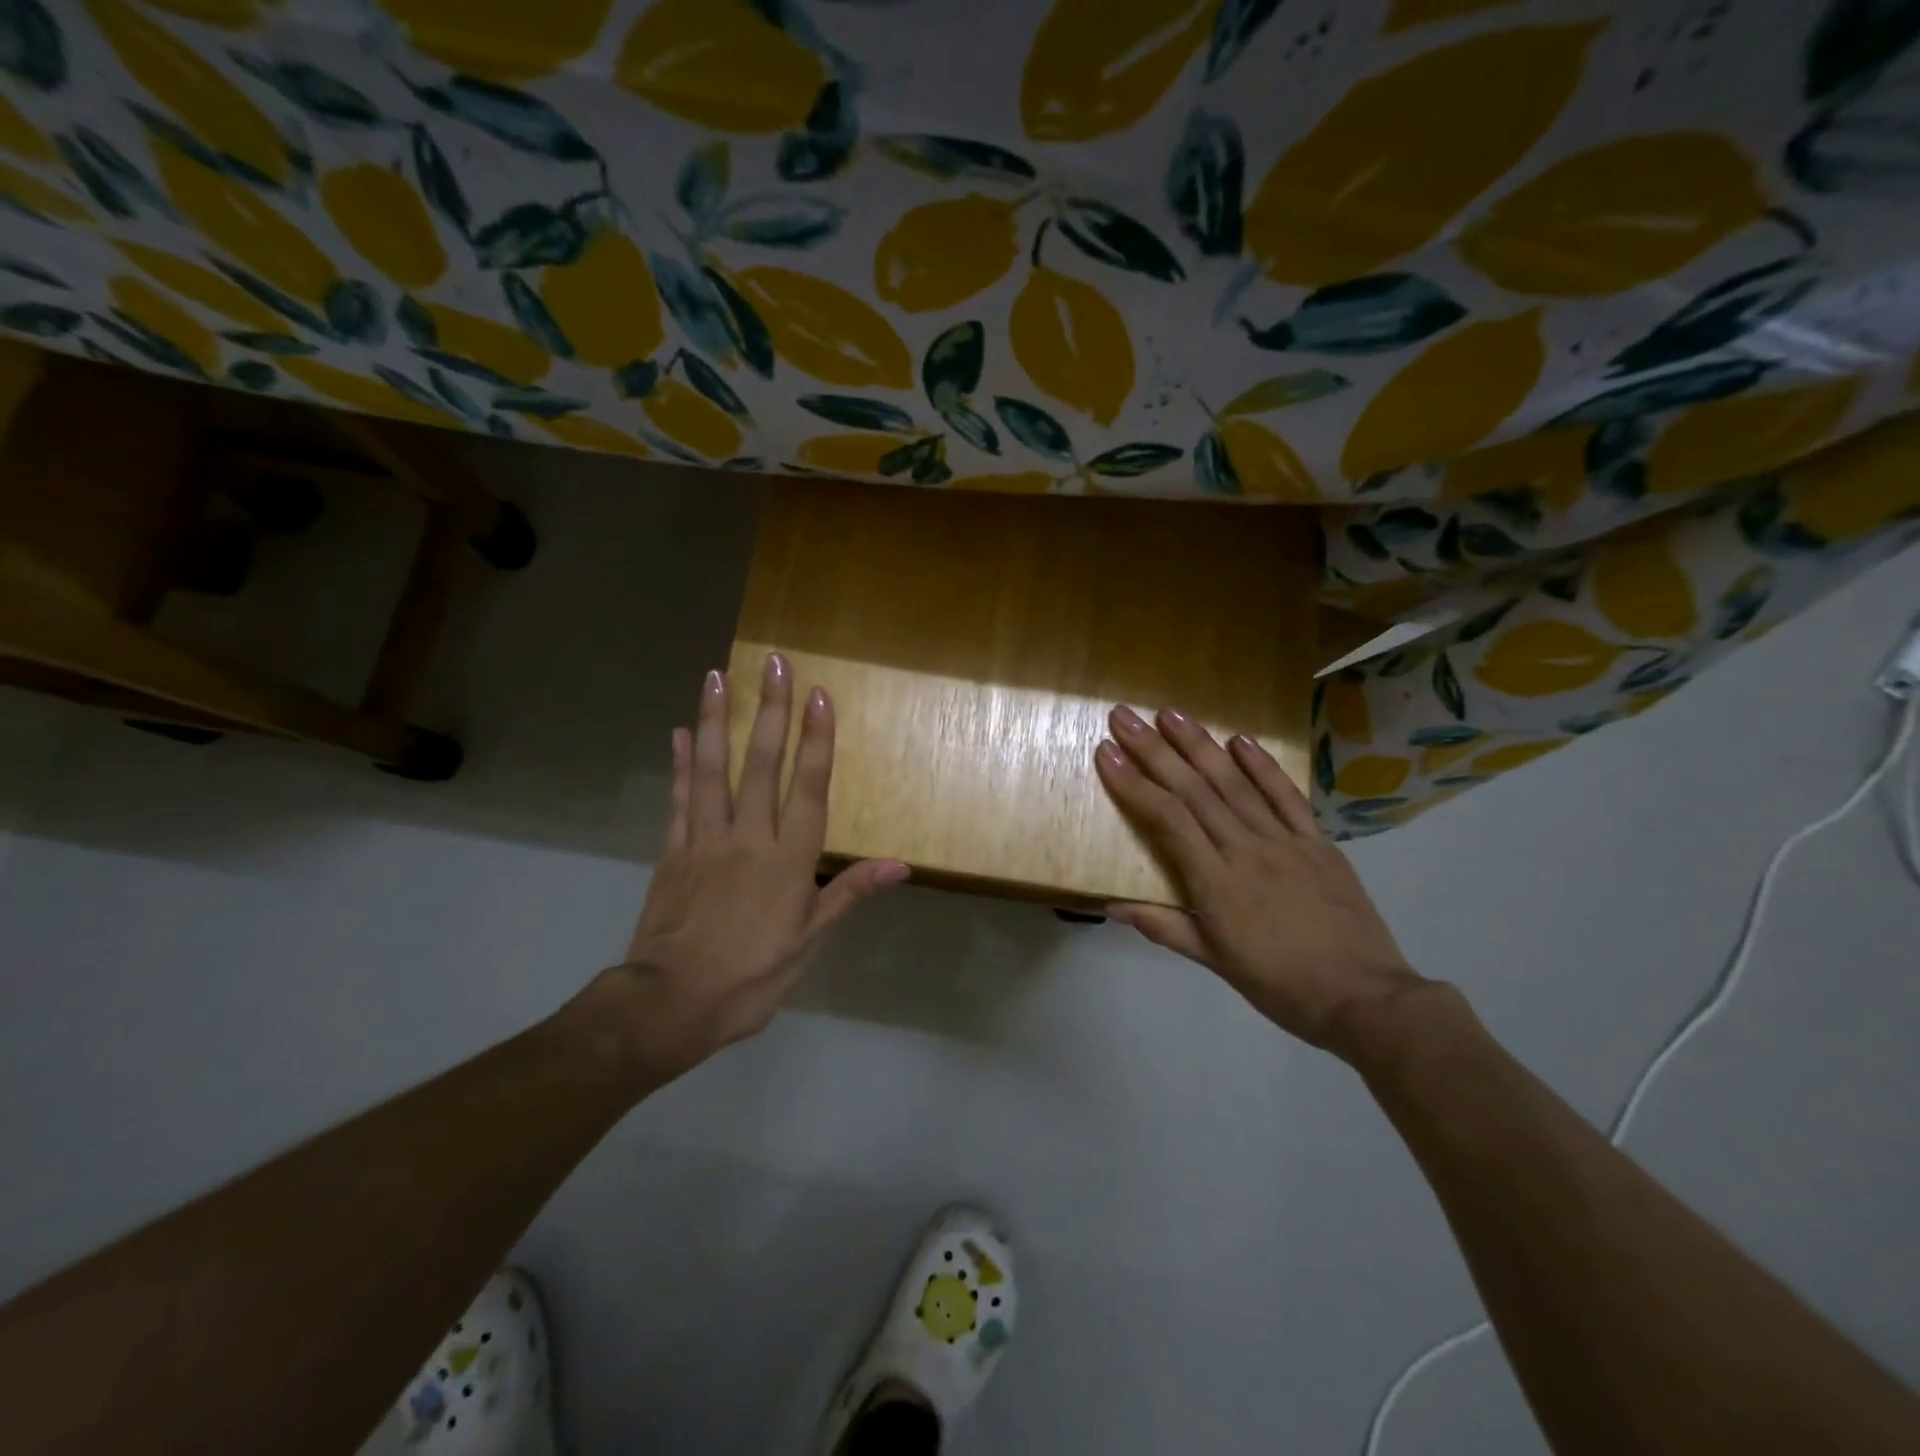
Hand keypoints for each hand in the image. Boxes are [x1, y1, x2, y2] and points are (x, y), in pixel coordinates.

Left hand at [580, 653, 906, 1084]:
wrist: (669, 1005)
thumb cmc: (750, 978)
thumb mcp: (809, 943)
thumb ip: (848, 893)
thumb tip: (900, 865)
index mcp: (788, 860)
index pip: (808, 787)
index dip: (816, 740)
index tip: (817, 695)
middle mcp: (748, 837)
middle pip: (761, 764)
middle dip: (770, 710)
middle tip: (773, 663)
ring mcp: (704, 840)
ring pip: (713, 769)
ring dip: (716, 720)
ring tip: (717, 676)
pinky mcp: (672, 852)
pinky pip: (678, 799)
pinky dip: (680, 765)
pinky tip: (679, 733)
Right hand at [1094, 705, 1426, 1055]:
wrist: (1364, 997)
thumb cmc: (1280, 984)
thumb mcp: (1214, 961)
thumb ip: (1163, 927)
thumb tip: (1110, 906)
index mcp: (1216, 882)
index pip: (1167, 818)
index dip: (1134, 783)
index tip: (1107, 752)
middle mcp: (1246, 849)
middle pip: (1194, 790)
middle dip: (1155, 750)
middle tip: (1125, 717)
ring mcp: (1285, 841)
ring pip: (1235, 784)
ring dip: (1201, 746)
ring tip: (1171, 714)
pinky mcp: (1318, 841)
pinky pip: (1287, 796)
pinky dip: (1263, 766)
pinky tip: (1240, 740)